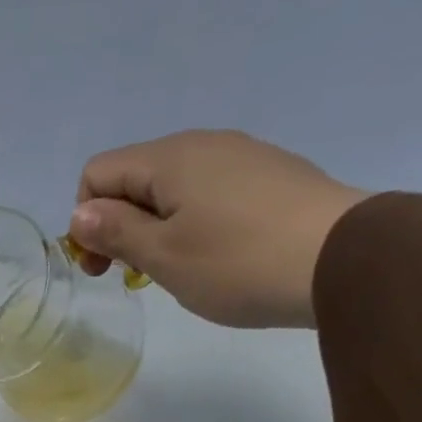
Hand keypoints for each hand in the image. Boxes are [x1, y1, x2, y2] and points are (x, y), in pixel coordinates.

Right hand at [66, 130, 368, 328]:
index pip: (98, 174)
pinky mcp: (270, 177)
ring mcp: (242, 157)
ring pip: (174, 188)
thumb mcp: (164, 256)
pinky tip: (218, 258)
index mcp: (169, 158)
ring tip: (179, 271)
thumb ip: (116, 232)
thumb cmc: (237, 263)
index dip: (87, 221)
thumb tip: (80, 213)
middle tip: (137, 276)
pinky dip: (195, 224)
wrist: (341, 260)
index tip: (103, 269)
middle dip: (121, 226)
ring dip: (158, 228)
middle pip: (136, 178)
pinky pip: (211, 194)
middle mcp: (203, 144)